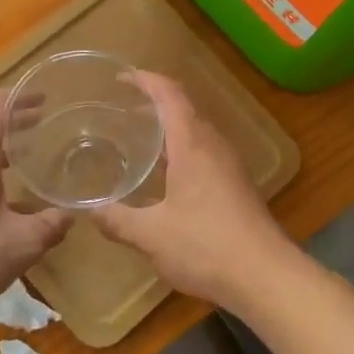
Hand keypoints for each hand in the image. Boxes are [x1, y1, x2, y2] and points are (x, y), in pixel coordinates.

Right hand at [92, 71, 294, 309]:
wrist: (265, 276)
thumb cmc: (205, 246)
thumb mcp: (151, 235)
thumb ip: (117, 220)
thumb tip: (88, 210)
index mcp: (192, 144)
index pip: (169, 94)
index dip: (146, 80)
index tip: (121, 77)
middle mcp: (213, 146)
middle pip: (184, 108)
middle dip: (154, 102)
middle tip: (122, 109)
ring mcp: (229, 165)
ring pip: (196, 132)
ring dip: (169, 128)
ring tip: (139, 138)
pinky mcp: (236, 185)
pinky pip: (204, 152)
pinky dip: (181, 150)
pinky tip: (165, 176)